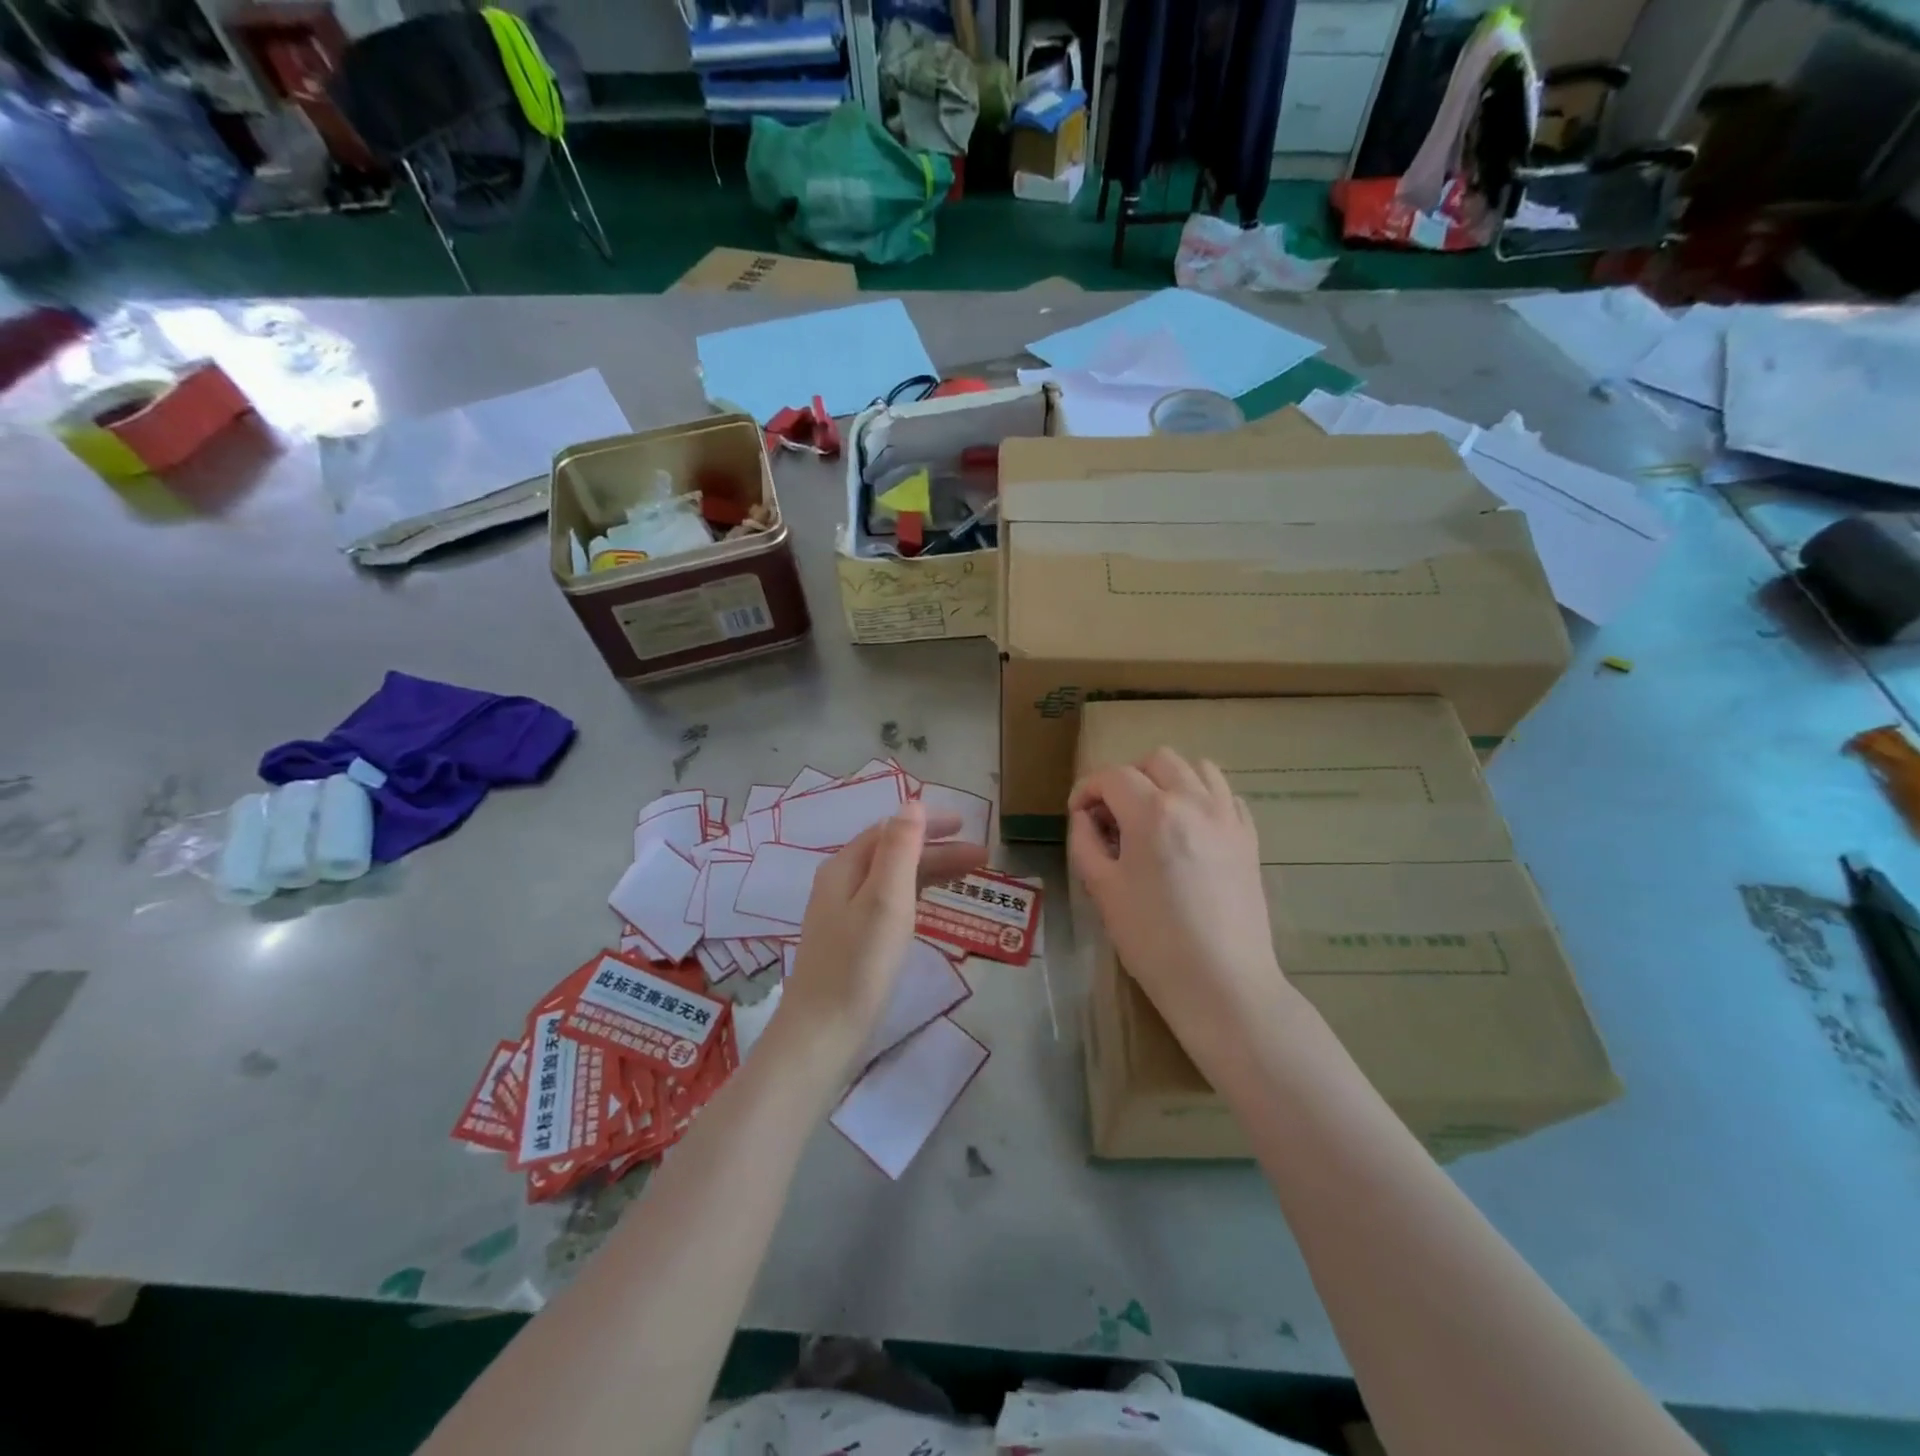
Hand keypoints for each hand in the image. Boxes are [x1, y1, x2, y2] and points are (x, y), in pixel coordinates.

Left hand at [779, 803, 986, 1068]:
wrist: (823, 1033)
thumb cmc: (859, 963)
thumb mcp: (885, 898)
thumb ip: (899, 848)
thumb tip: (912, 803)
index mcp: (844, 868)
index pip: (890, 830)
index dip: (928, 824)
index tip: (966, 824)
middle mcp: (840, 884)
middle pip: (892, 854)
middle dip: (937, 850)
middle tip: (982, 856)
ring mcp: (843, 915)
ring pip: (892, 880)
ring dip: (930, 872)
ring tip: (968, 877)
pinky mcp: (852, 942)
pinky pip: (889, 904)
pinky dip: (916, 896)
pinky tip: (932, 906)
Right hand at [1068, 748, 1284, 1057]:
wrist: (1223, 984)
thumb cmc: (1153, 940)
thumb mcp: (1103, 890)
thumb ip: (1086, 842)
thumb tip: (1085, 817)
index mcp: (1153, 813)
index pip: (1113, 776)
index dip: (1087, 789)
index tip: (1078, 814)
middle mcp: (1195, 802)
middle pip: (1158, 760)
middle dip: (1128, 778)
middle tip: (1114, 815)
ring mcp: (1228, 818)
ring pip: (1198, 768)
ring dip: (1169, 780)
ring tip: (1154, 815)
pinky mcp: (1249, 839)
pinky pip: (1226, 796)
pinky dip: (1202, 798)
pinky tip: (1189, 829)